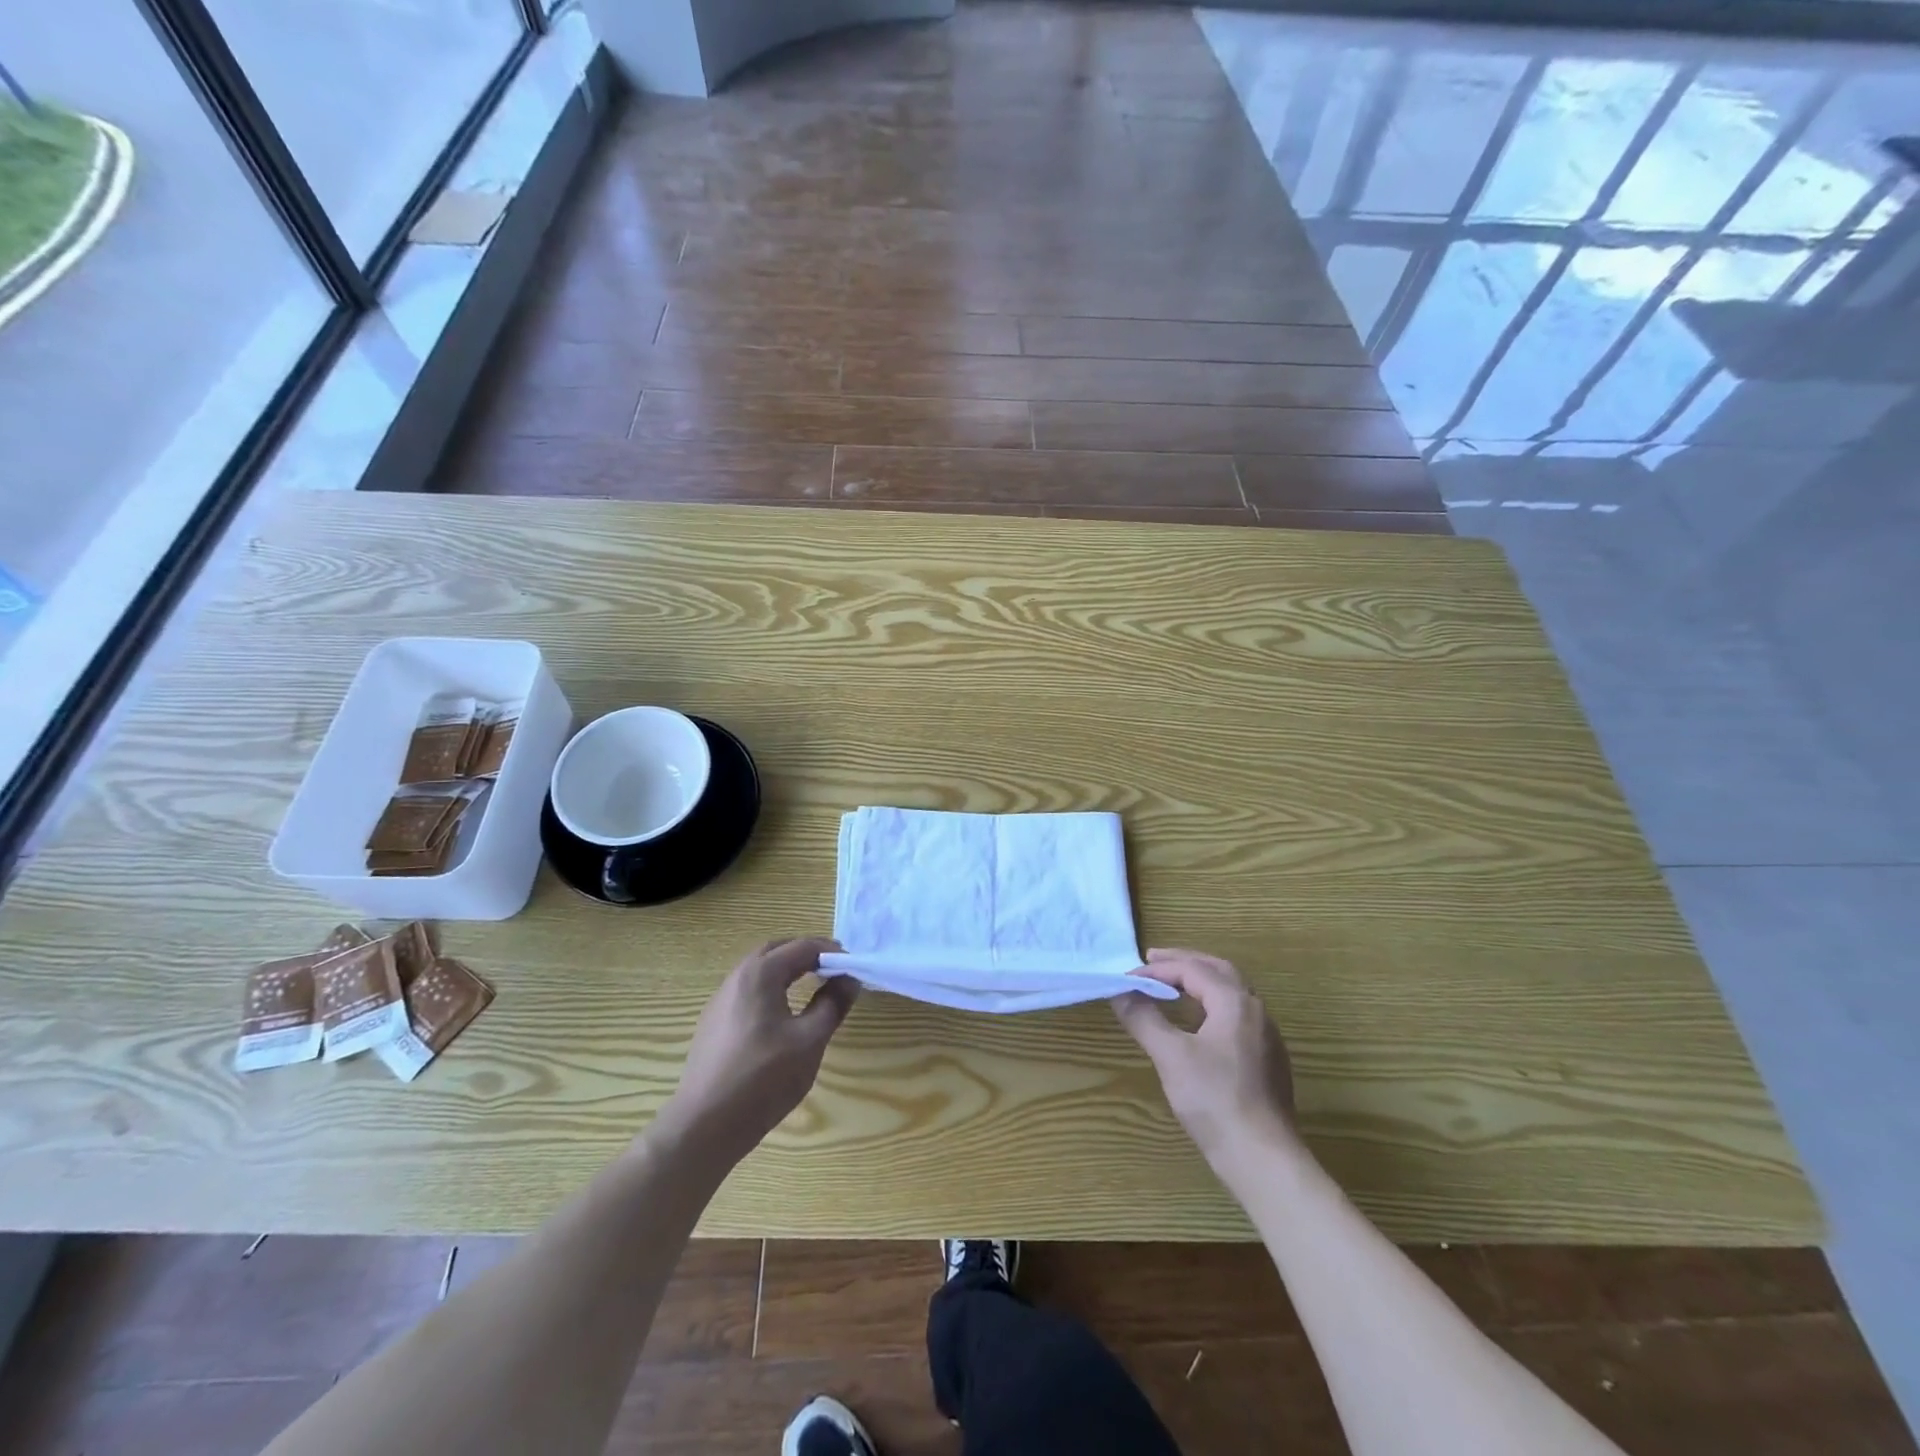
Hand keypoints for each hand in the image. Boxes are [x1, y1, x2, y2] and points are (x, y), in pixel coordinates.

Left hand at [662, 938, 858, 1165]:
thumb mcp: (810, 1040)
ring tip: (812, 987)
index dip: (830, 952)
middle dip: (806, 954)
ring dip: (786, 970)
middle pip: (776, 951)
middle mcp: (736, 978)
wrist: (704, 1126)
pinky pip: (747, 992)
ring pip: (758, 971)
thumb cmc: (764, 1078)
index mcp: (760, 974)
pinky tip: (782, 1015)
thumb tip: (849, 978)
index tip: (852, 965)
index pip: (801, 947)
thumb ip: (832, 1004)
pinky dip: (770, 989)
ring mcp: (719, 1001)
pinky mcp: (712, 1024)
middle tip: (832, 969)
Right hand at [1112, 949, 1297, 1169]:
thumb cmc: (1215, 1100)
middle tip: (1152, 959)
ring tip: (1171, 984)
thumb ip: (1144, 1018)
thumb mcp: (1170, 1056)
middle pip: (1218, 970)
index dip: (1156, 969)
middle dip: (1184, 961)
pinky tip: (1197, 1021)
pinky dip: (1211, 1003)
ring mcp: (1266, 1036)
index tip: (1126, 978)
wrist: (1263, 1159)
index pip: (1191, 969)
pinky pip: (1236, 1014)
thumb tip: (1120, 992)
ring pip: (1231, 992)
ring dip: (1200, 980)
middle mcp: (1256, 1010)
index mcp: (1235, 1002)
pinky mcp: (1267, 1060)